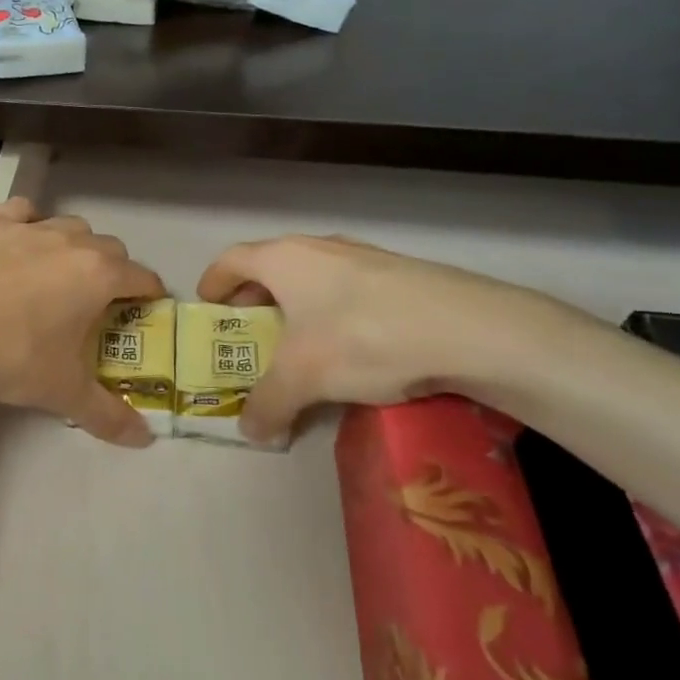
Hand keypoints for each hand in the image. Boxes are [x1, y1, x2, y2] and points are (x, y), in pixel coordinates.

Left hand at [0, 197, 166, 444]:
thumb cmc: (10, 354)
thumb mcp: (61, 391)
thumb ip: (107, 415)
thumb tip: (144, 439)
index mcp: (99, 276)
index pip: (142, 277)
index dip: (150, 295)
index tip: (146, 311)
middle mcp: (71, 242)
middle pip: (109, 248)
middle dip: (112, 271)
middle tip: (95, 304)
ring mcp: (29, 227)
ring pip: (69, 226)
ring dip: (74, 245)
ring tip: (57, 273)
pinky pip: (22, 212)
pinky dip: (28, 223)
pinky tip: (17, 242)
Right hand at [197, 235, 578, 442]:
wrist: (472, 329)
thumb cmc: (364, 338)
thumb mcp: (303, 379)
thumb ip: (267, 404)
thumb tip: (251, 432)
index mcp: (284, 258)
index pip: (231, 260)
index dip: (213, 284)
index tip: (207, 308)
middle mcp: (319, 248)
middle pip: (270, 267)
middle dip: (254, 300)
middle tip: (250, 334)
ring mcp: (364, 257)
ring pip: (312, 278)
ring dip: (296, 308)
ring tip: (300, 345)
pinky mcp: (401, 275)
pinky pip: (348, 290)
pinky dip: (333, 313)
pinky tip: (351, 349)